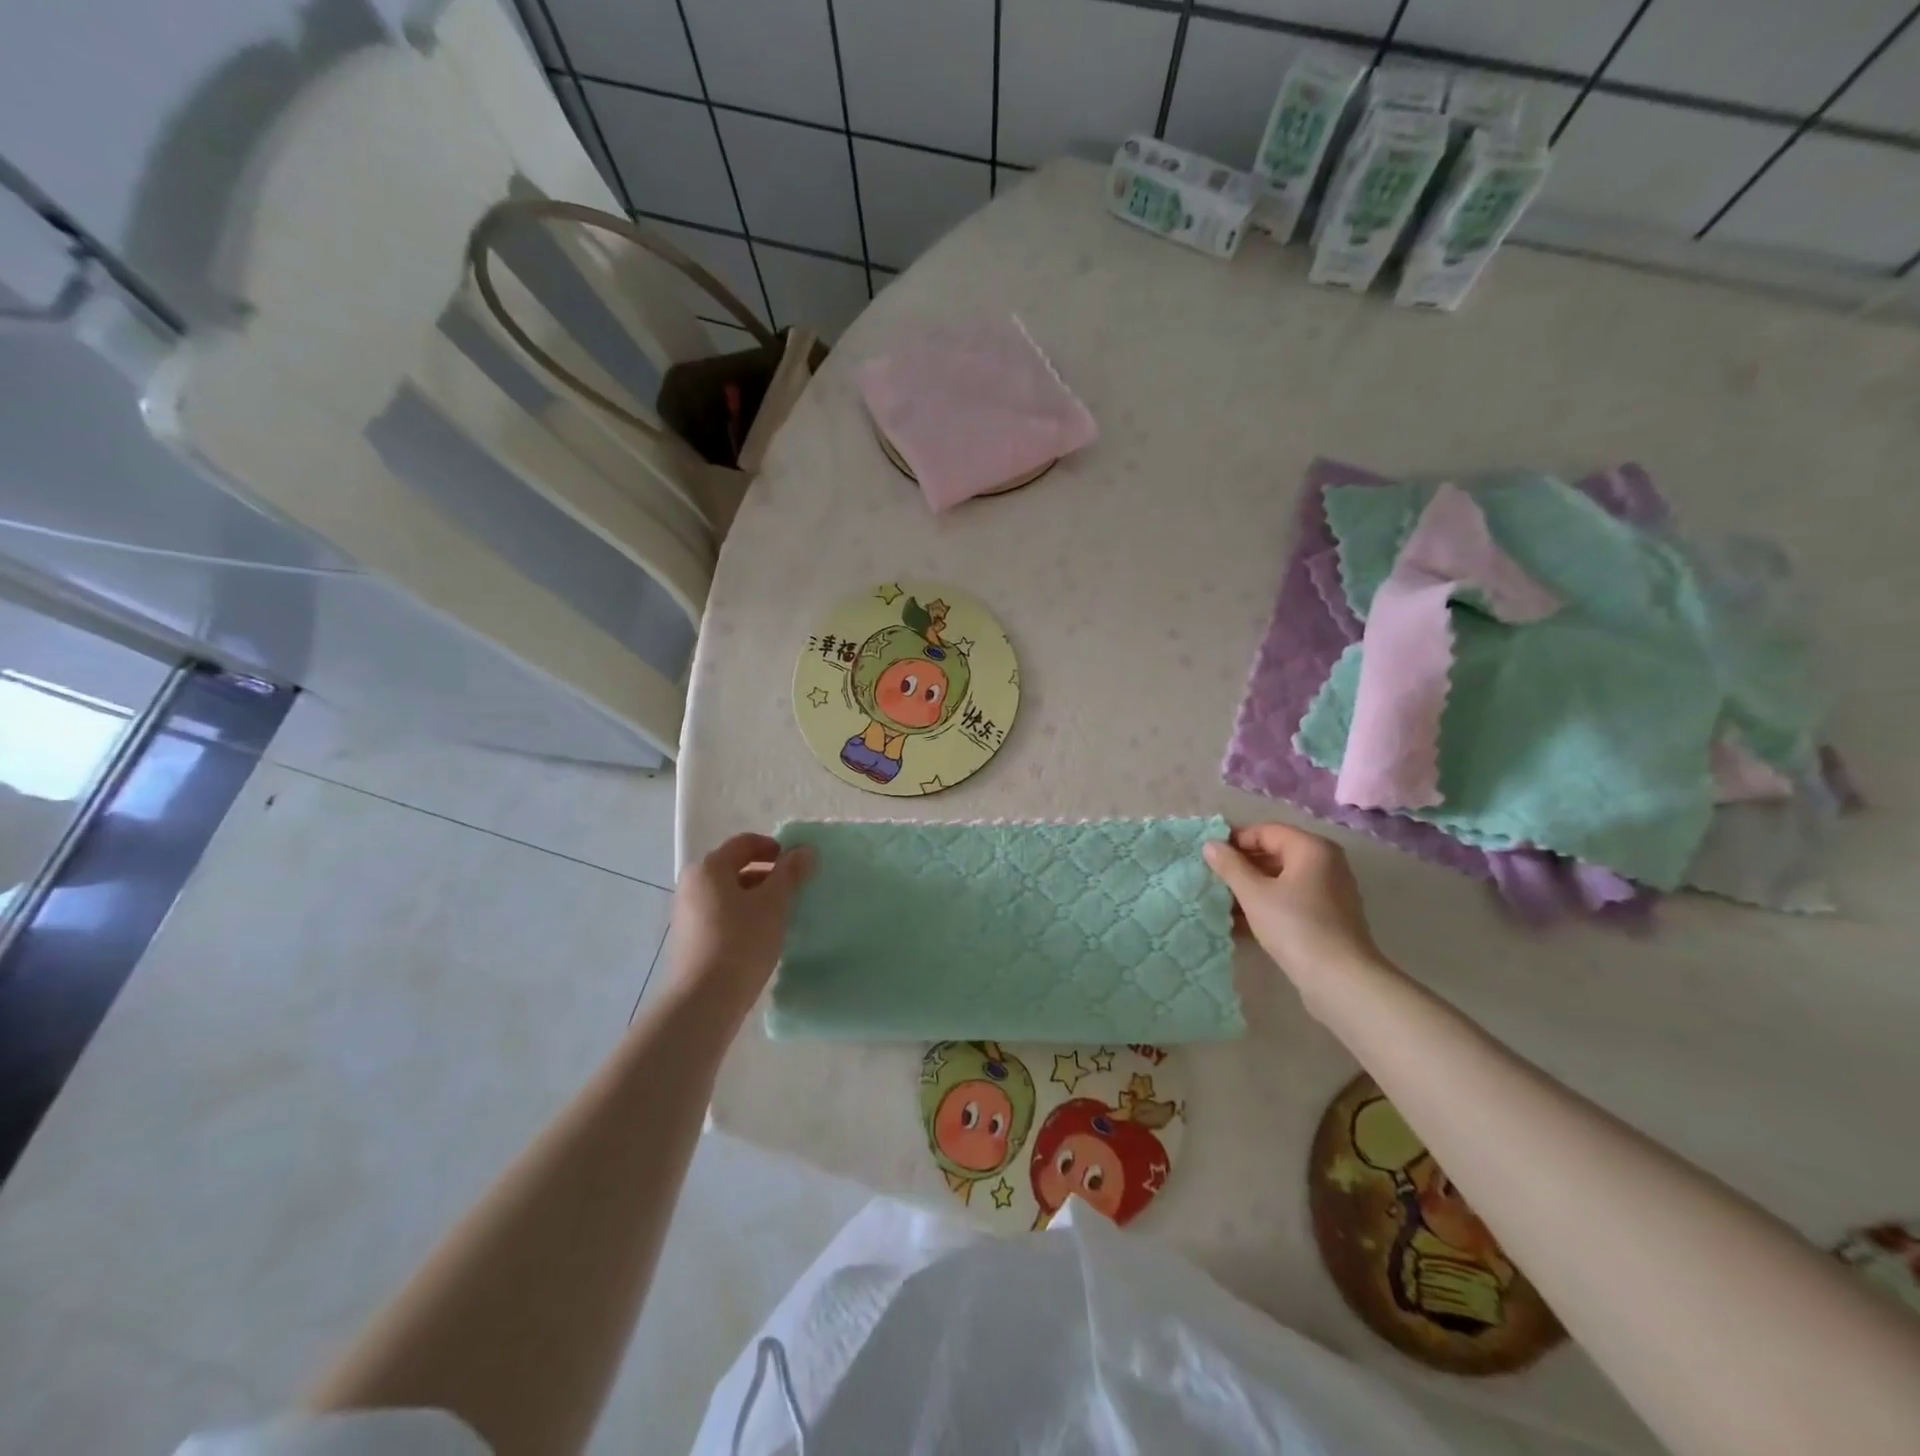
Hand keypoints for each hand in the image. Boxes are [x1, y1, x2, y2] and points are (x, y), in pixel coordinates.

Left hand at [659, 832, 813, 1028]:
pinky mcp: (690, 940)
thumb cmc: (741, 941)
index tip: (797, 864)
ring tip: (781, 915)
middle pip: (735, 868)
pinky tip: (762, 936)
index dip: (773, 847)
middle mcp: (692, 885)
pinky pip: (722, 917)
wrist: (705, 1000)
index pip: (744, 843)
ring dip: (756, 898)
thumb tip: (804, 850)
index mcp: (709, 868)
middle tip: (794, 890)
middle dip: (767, 875)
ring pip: (729, 895)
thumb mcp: (773, 903)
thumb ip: (790, 873)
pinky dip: (743, 918)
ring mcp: (687, 914)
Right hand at [1204, 823, 1383, 1001]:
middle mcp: (1326, 863)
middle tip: (1212, 878)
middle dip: (1242, 866)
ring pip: (1282, 880)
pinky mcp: (1329, 917)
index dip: (1235, 840)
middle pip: (1275, 854)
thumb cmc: (1294, 926)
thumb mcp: (1254, 893)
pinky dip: (1268, 905)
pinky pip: (1292, 900)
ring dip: (1252, 888)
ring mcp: (1330, 891)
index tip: (1208, 856)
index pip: (1266, 831)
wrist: (1340, 979)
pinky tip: (1241, 922)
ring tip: (1222, 901)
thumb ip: (1230, 866)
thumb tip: (1210, 845)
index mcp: (1312, 848)